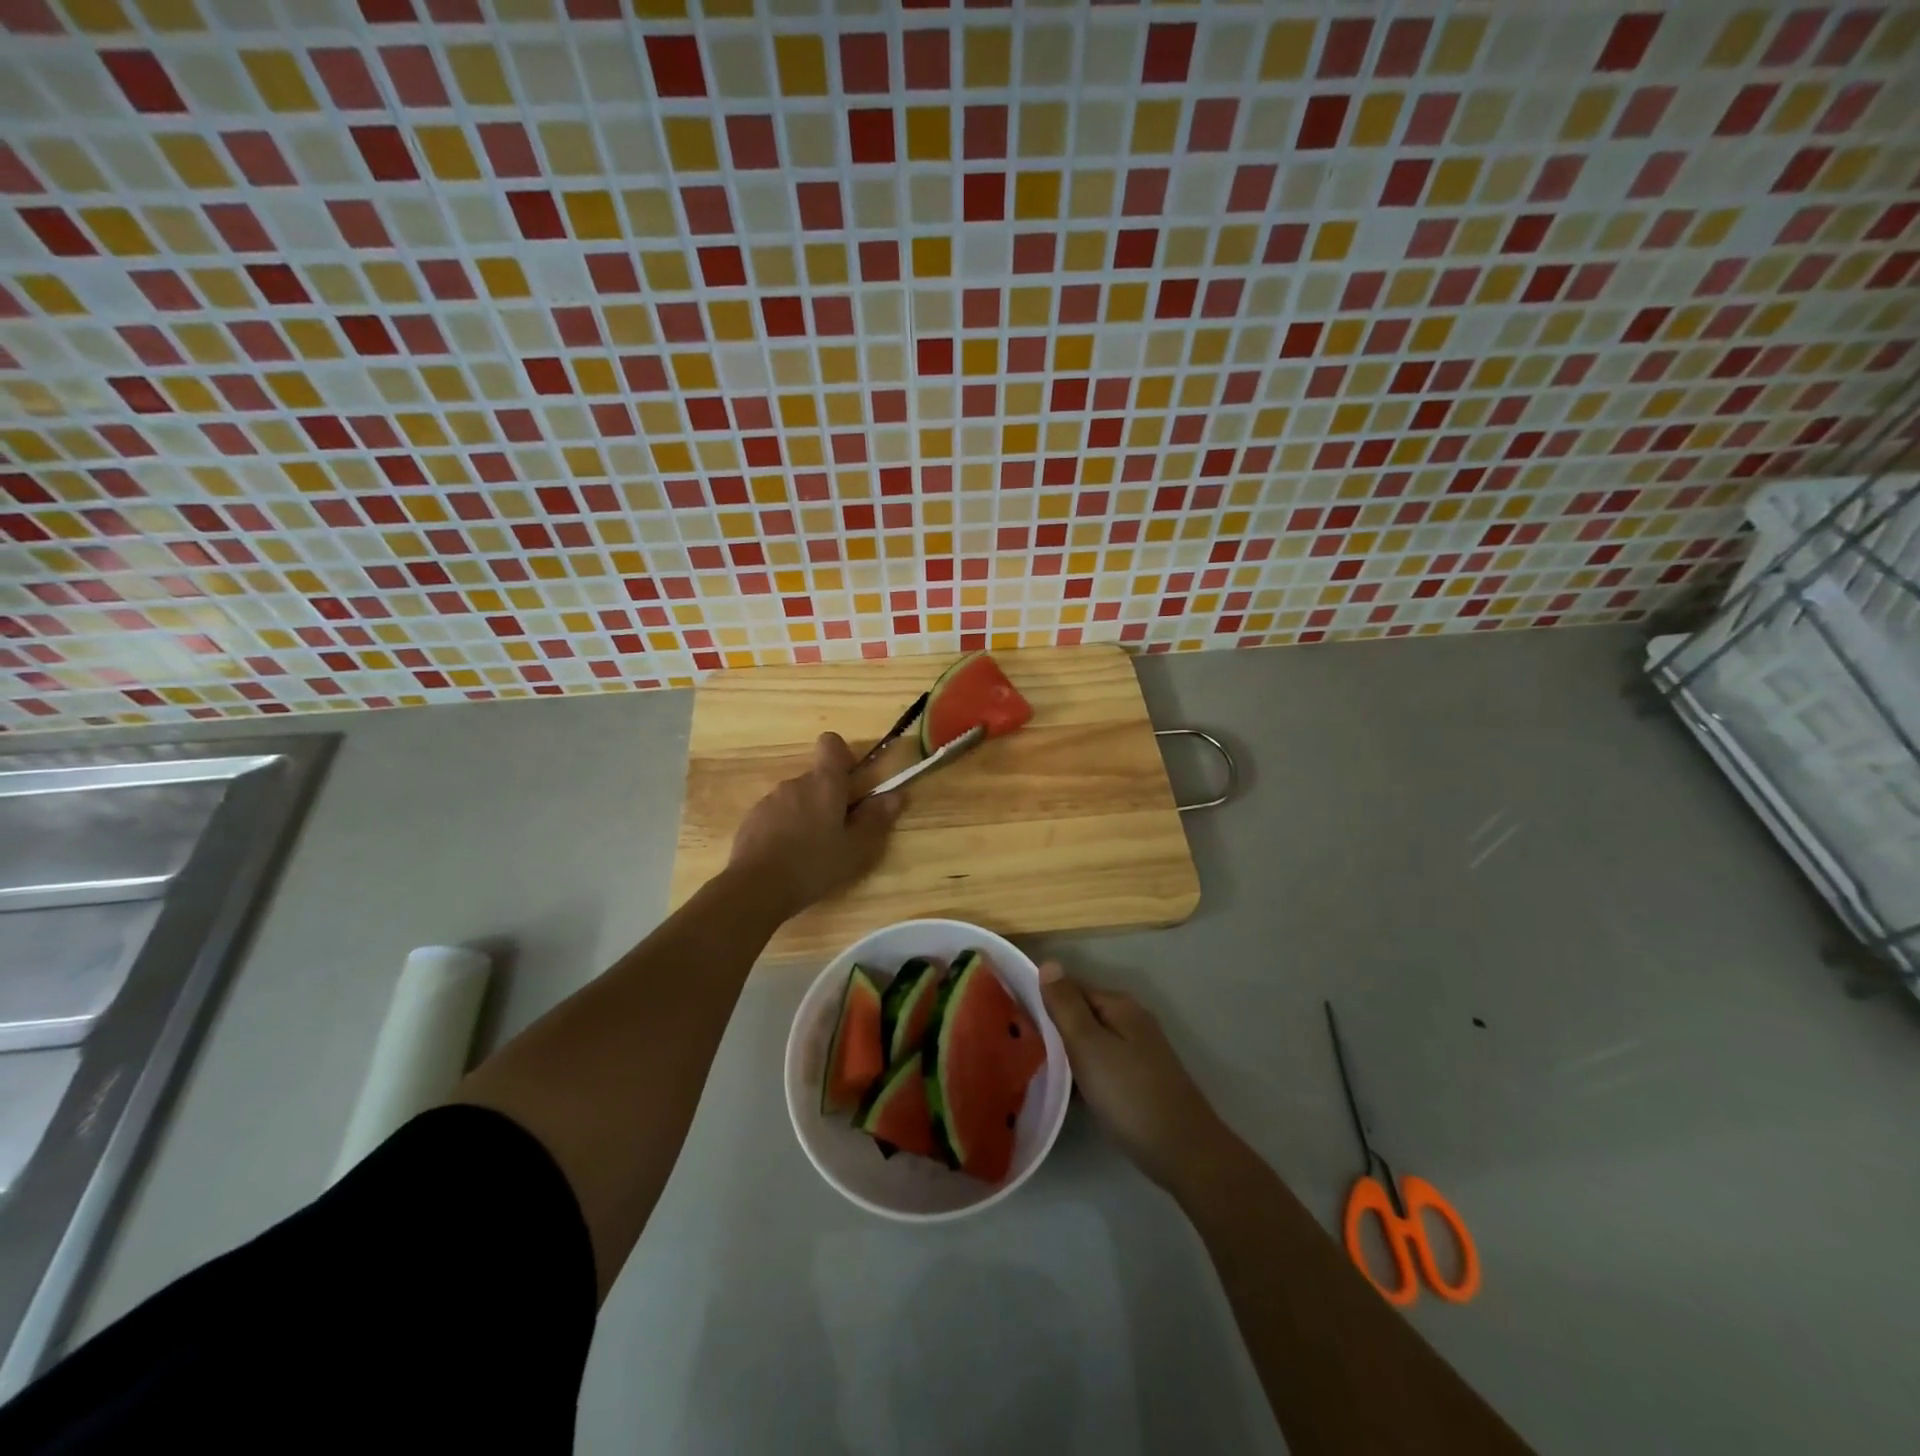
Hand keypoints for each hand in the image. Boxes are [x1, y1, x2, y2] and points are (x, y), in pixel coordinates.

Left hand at [728, 733, 902, 918]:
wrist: (755, 888)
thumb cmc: (814, 865)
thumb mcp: (855, 848)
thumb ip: (876, 819)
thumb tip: (897, 794)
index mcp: (824, 783)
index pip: (831, 744)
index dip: (844, 757)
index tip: (852, 784)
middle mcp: (796, 783)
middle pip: (817, 778)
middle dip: (830, 798)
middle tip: (839, 832)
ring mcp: (770, 800)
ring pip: (797, 798)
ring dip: (807, 814)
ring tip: (812, 850)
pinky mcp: (752, 819)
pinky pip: (777, 814)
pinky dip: (785, 828)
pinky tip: (788, 857)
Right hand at [1041, 963, 1232, 1193]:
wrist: (1184, 1151)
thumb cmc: (1129, 1094)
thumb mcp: (1088, 1045)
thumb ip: (1066, 1005)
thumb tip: (1049, 963)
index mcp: (1119, 1005)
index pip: (1071, 988)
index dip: (1043, 1001)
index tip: (1013, 1020)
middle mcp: (1132, 1020)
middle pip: (1082, 1015)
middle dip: (1054, 1029)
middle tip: (1019, 1049)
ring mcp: (1140, 1051)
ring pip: (1092, 1043)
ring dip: (1068, 1055)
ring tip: (1035, 1071)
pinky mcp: (1142, 1080)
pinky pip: (1103, 1066)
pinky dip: (1085, 1075)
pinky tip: (1068, 1094)